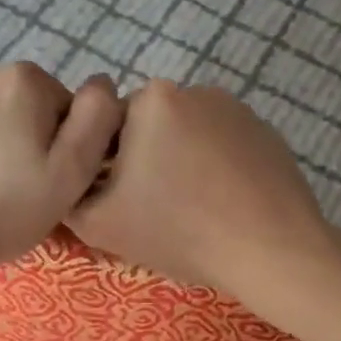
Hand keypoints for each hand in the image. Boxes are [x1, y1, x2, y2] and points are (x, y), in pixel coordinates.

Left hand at [0, 62, 122, 309]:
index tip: (41, 176)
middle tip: (7, 181)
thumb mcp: (69, 176)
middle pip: (14, 100)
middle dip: (17, 131)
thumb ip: (96, 120)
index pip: (59, 104)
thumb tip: (103, 83)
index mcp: (23, 81)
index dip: (57, 142)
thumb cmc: (0, 213)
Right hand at [66, 81, 334, 315]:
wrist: (272, 251)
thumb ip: (68, 193)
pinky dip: (217, 167)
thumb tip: (69, 180)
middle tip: (159, 211)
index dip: (107, 169)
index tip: (124, 203)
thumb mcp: (99, 223)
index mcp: (151, 99)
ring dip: (182, 163)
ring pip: (188, 136)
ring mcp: (237, 108)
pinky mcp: (266, 131)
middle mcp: (195, 89)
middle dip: (146, 162)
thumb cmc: (181, 232)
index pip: (107, 129)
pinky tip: (226, 203)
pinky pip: (224, 145)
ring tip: (196, 209)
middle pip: (149, 128)